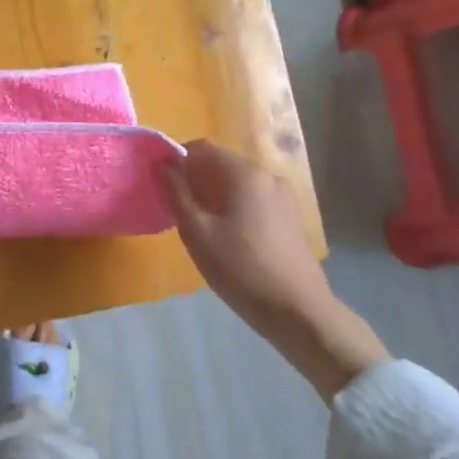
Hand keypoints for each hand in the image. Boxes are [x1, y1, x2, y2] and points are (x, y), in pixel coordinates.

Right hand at [161, 140, 387, 401]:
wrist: (297, 311)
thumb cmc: (240, 269)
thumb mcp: (197, 232)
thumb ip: (177, 193)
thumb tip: (163, 165)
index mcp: (243, 173)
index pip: (201, 148)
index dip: (176, 160)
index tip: (161, 185)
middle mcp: (266, 175)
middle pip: (220, 163)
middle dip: (194, 179)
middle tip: (176, 209)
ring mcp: (282, 196)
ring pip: (237, 183)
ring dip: (213, 195)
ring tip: (199, 226)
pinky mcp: (290, 216)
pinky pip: (252, 198)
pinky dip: (233, 206)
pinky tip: (226, 236)